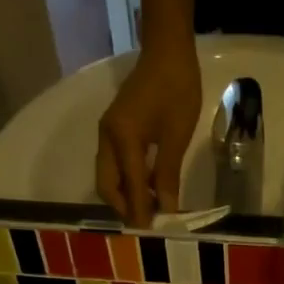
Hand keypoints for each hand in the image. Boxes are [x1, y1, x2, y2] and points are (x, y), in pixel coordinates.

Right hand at [96, 44, 200, 226]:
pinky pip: (116, 163)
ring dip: (125, 194)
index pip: (129, 185)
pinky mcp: (115, 128)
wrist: (168, 51)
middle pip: (106, 184)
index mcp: (122, 138)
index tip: (150, 232)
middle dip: (123, 206)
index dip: (139, 211)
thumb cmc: (177, 90)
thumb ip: (167, 174)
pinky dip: (127, 180)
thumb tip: (166, 209)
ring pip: (108, 175)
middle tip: (147, 223)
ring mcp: (108, 132)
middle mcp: (107, 137)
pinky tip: (148, 188)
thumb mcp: (176, 136)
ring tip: (149, 209)